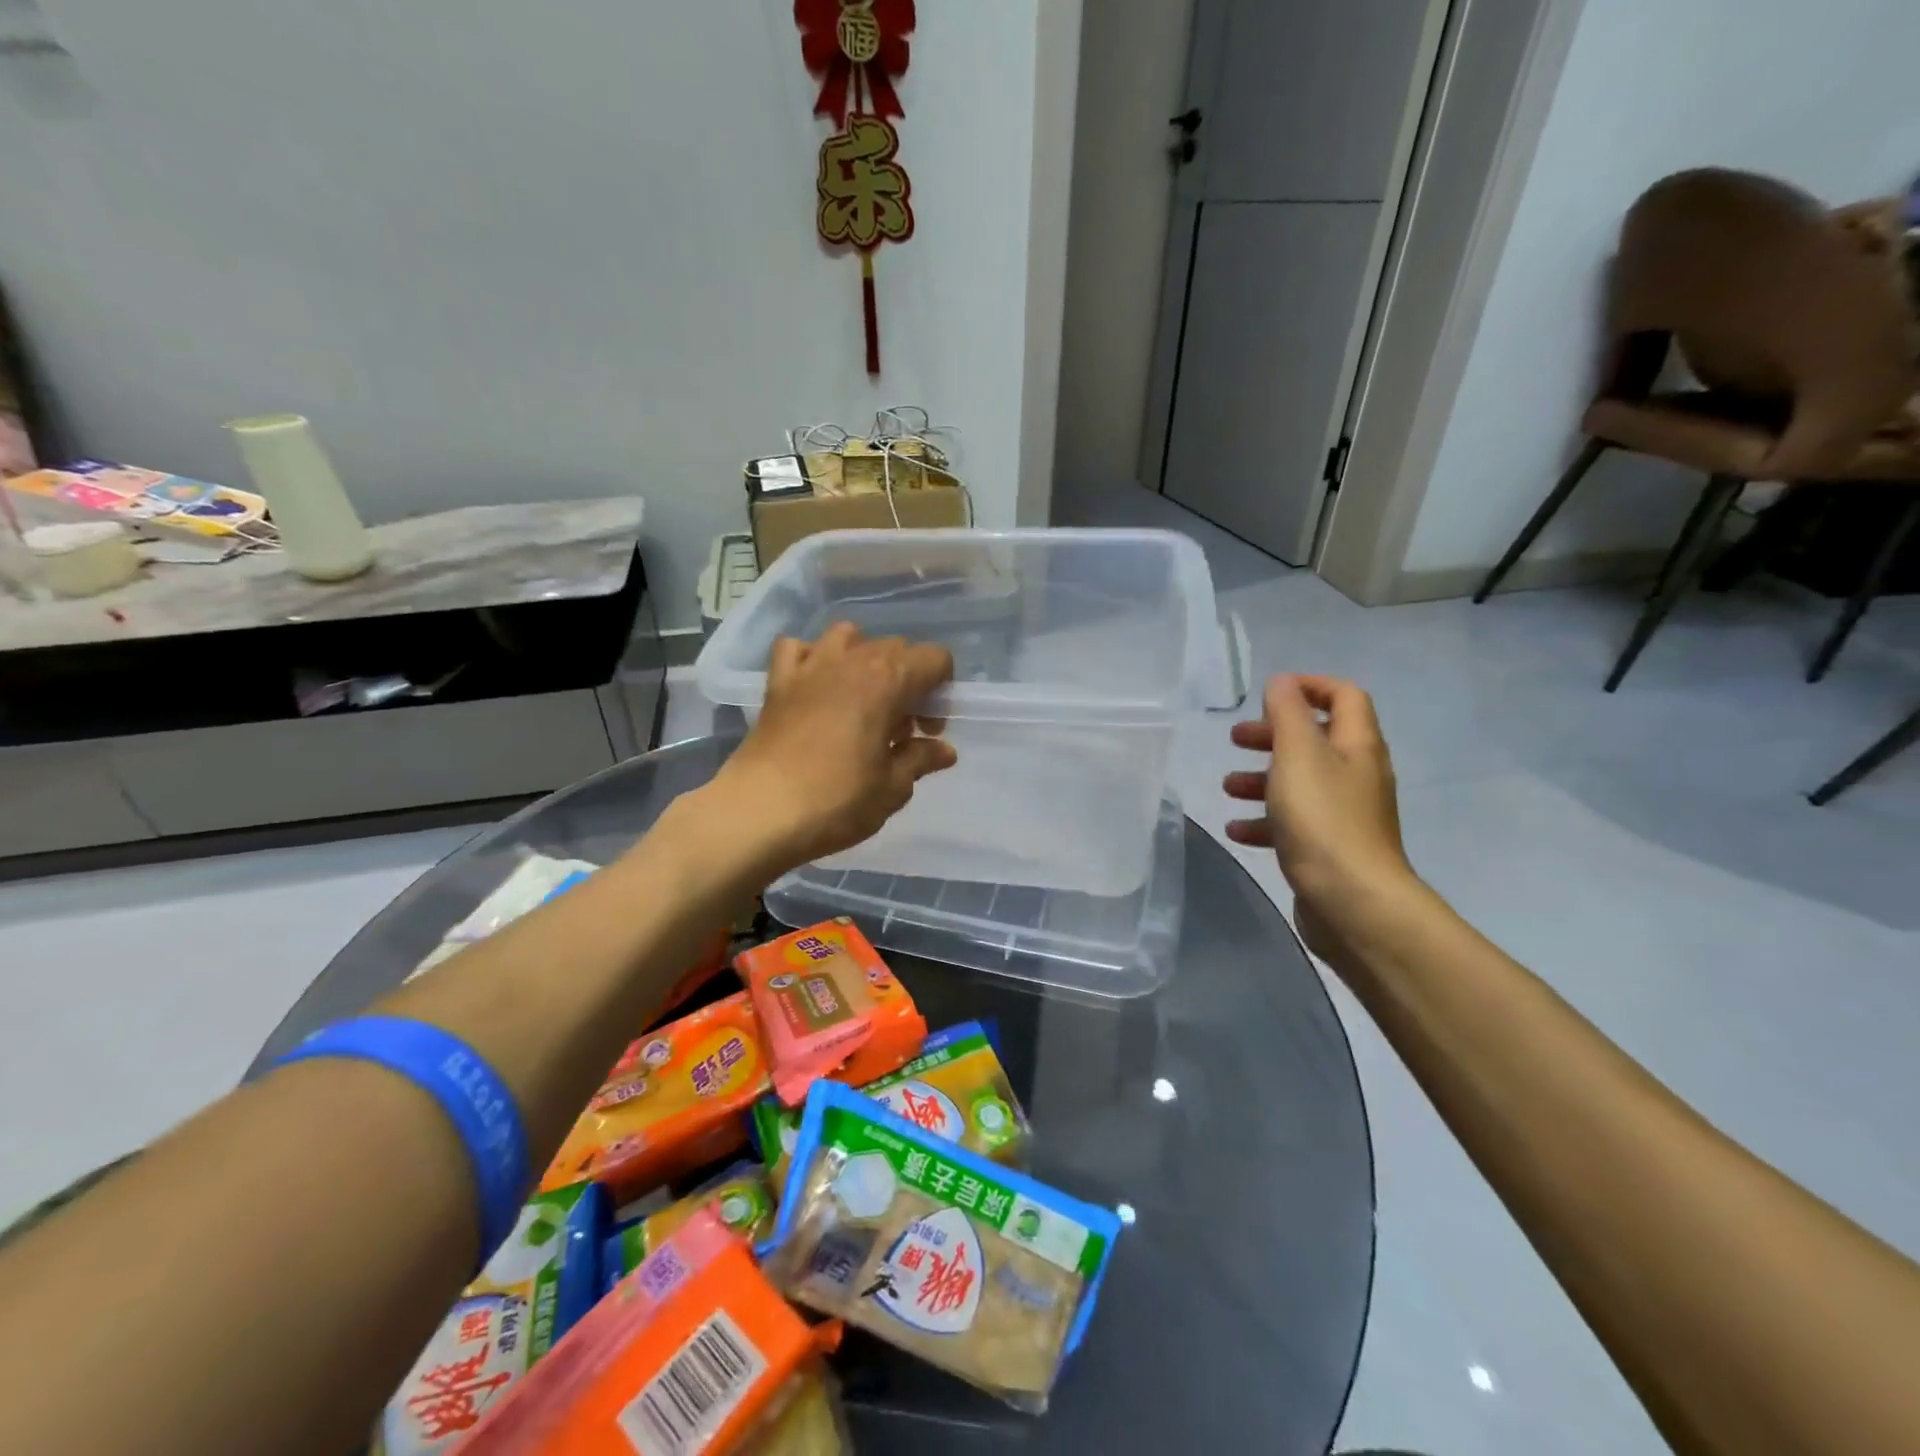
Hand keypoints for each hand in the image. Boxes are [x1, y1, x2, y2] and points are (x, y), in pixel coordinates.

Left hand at [711, 622, 957, 873]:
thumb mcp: (892, 788)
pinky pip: (797, 648)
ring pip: (848, 637)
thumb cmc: (837, 800)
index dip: (941, 691)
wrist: (760, 812)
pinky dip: (811, 658)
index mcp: (888, 680)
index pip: (935, 659)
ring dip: (863, 660)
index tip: (929, 729)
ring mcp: (809, 666)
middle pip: (895, 648)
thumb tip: (944, 751)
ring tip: (860, 699)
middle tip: (900, 729)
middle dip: (908, 681)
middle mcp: (851, 660)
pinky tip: (815, 687)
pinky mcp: (777, 682)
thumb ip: (921, 760)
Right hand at [1223, 675, 1420, 964]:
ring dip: (1261, 779)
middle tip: (1236, 740)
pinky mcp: (1330, 848)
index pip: (1344, 696)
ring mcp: (1345, 813)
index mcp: (1356, 745)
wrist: (1353, 901)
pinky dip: (1265, 821)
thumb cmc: (1323, 819)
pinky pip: (1293, 823)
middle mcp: (1356, 774)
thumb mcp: (1298, 755)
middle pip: (1315, 739)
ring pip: (1300, 783)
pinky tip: (1237, 830)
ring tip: (1227, 788)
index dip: (1309, 686)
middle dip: (1272, 735)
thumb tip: (1283, 682)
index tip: (1269, 694)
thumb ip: (1287, 714)